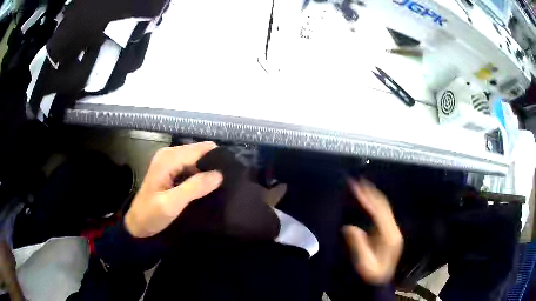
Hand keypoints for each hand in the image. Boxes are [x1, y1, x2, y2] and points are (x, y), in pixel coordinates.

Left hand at [125, 142, 222, 237]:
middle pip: (199, 151)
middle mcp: (169, 154)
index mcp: (168, 159)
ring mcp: (169, 160)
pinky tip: (206, 186)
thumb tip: (219, 174)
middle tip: (226, 182)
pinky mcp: (170, 168)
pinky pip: (190, 165)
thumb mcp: (171, 204)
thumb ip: (194, 188)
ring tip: (219, 185)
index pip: (200, 150)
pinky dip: (199, 173)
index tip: (231, 173)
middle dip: (212, 164)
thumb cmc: (151, 215)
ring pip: (196, 158)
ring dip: (207, 170)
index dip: (216, 159)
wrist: (137, 224)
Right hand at [343, 180, 402, 284]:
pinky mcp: (389, 230)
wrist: (380, 281)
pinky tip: (366, 198)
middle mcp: (393, 229)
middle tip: (356, 181)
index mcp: (390, 236)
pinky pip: (382, 212)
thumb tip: (350, 228)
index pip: (380, 212)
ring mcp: (392, 229)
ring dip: (373, 195)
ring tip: (360, 185)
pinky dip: (374, 203)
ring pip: (384, 207)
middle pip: (384, 206)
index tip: (356, 187)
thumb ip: (359, 246)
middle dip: (371, 192)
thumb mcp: (364, 264)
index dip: (368, 198)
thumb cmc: (371, 274)